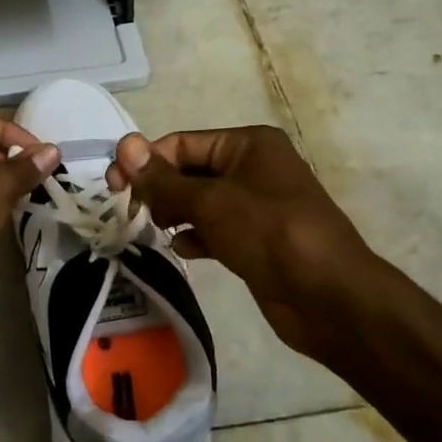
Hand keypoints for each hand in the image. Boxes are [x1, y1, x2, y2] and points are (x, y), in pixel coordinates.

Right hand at [108, 126, 380, 358]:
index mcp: (248, 144)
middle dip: (159, 189)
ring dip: (173, 213)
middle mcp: (253, 167)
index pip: (182, 143)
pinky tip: (181, 250)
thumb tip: (123, 145)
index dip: (146, 161)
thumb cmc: (269, 233)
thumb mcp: (210, 201)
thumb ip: (163, 179)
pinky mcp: (256, 240)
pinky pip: (214, 229)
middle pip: (190, 171)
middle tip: (129, 211)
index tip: (113, 186)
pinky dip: (195, 236)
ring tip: (152, 230)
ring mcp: (256, 205)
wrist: (329, 297)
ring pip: (200, 202)